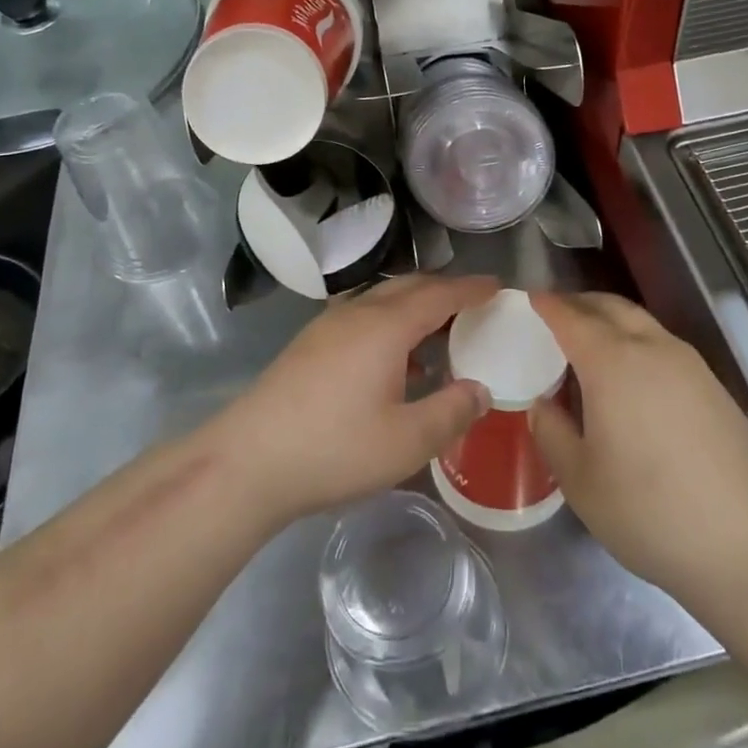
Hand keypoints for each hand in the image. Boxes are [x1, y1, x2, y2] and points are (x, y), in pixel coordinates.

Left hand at [209, 274, 498, 527]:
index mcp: (386, 326)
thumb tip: (480, 389)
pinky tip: (393, 358)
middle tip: (473, 306)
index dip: (472, 289)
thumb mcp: (407, 441)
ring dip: (414, 305)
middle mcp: (358, 313)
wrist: (248, 461)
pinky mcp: (309, 343)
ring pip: (382, 298)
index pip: (440, 294)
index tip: (498, 287)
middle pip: (409, 286)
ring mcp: (328, 326)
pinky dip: (390, 321)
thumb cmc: (335, 448)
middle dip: (444, 289)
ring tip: (437, 332)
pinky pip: (362, 315)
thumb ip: (451, 411)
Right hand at [527, 292, 747, 609]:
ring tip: (587, 344)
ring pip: (640, 321)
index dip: (547, 305)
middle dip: (578, 303)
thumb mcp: (580, 481)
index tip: (528, 299)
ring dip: (609, 319)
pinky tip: (629, 375)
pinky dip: (635, 340)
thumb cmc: (650, 510)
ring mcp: (688, 364)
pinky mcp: (712, 385)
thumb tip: (542, 404)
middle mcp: (651, 348)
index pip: (571, 317)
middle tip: (553, 316)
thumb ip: (552, 433)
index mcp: (612, 362)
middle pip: (609, 306)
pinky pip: (661, 343)